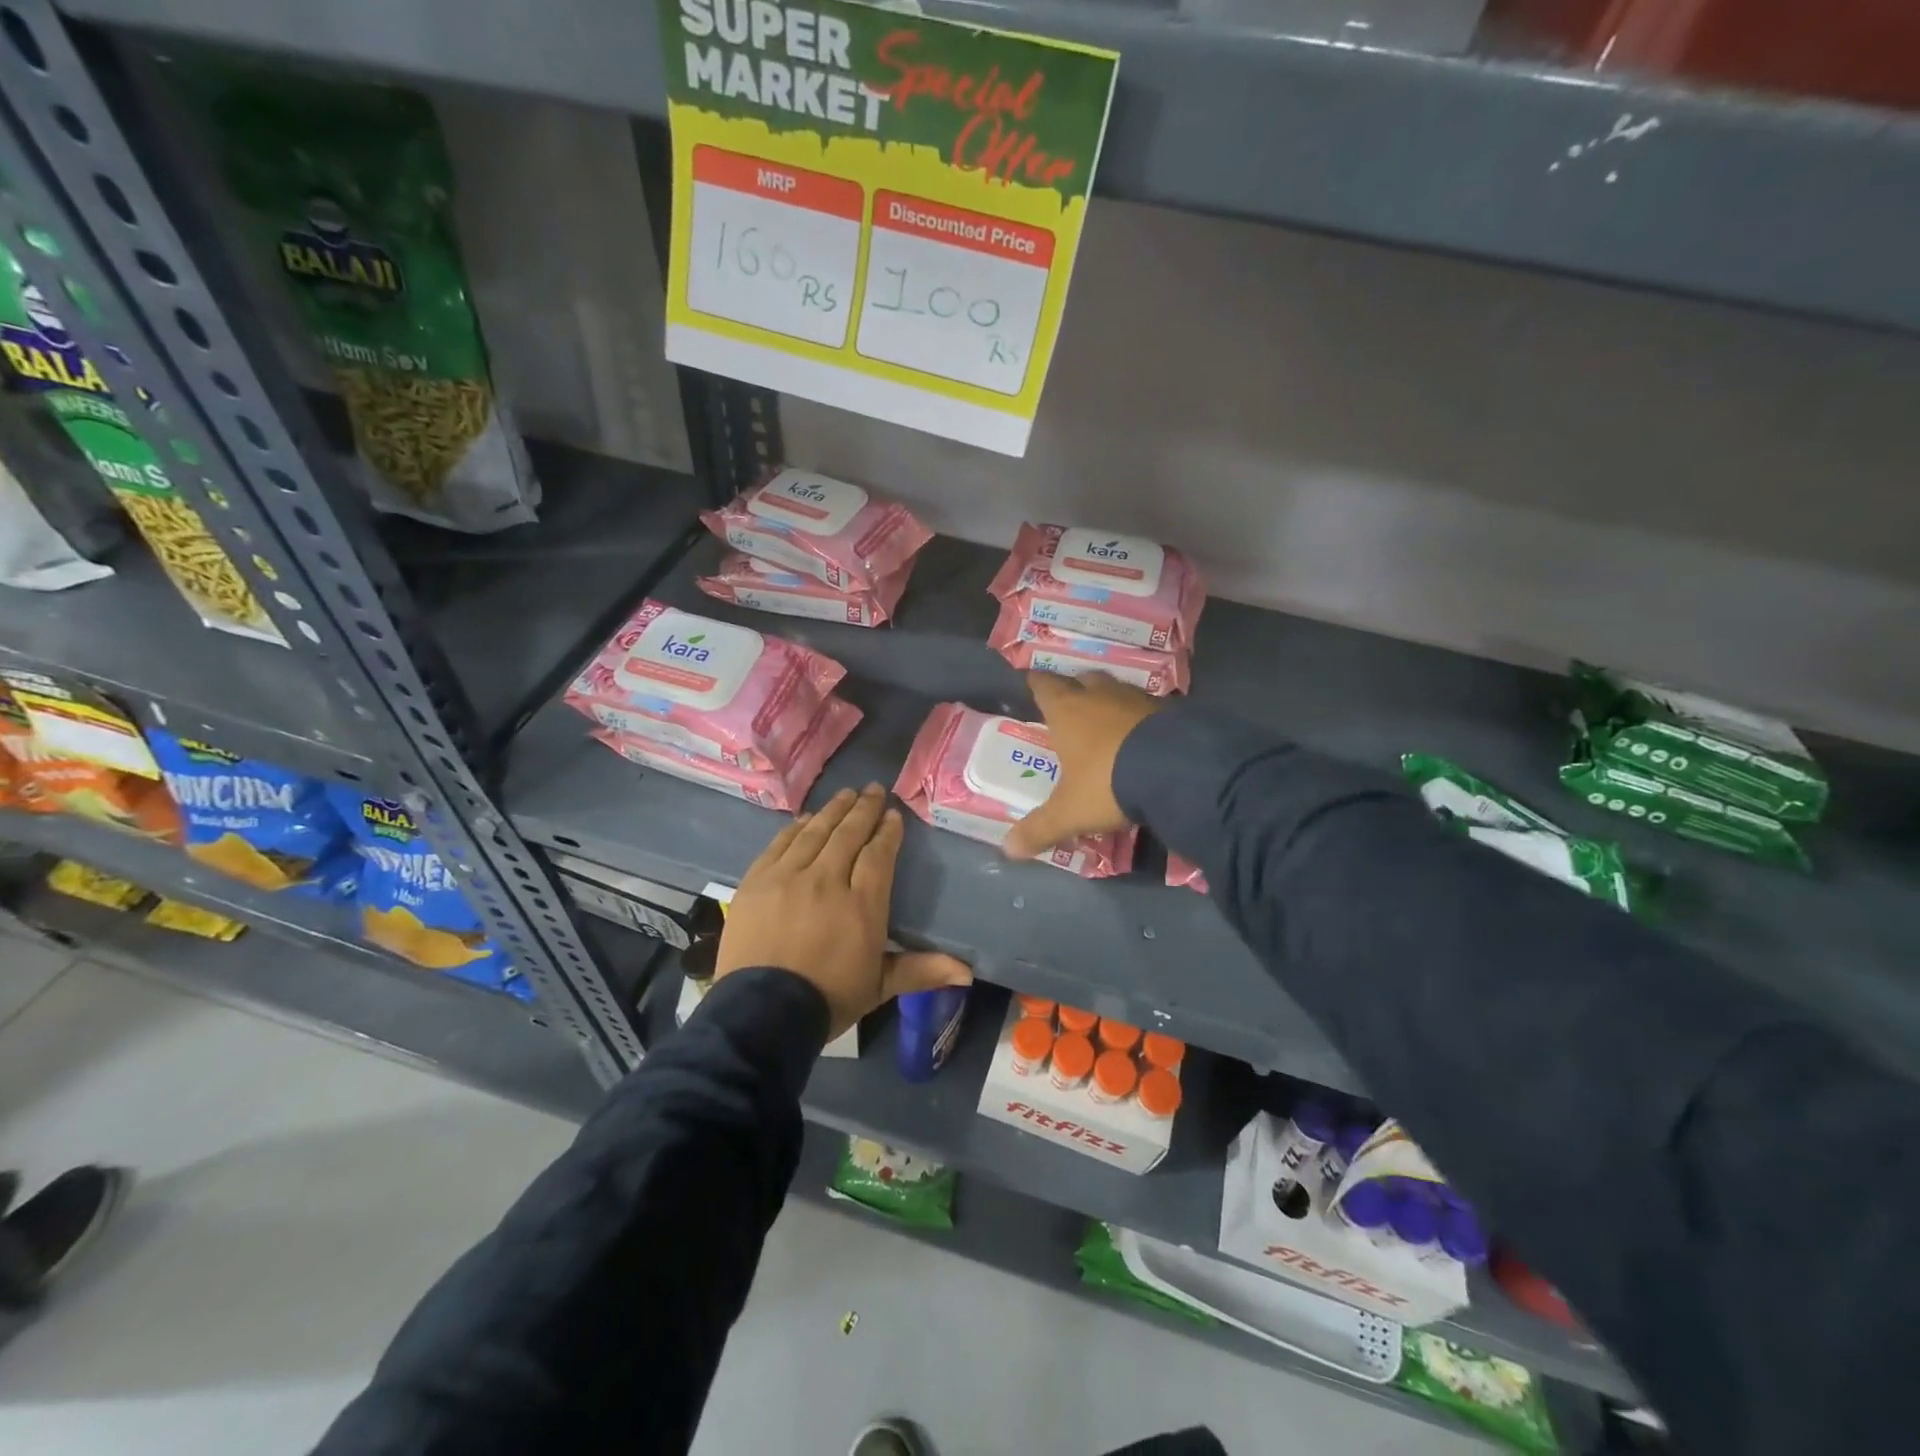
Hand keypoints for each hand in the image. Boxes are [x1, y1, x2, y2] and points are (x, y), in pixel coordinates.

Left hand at [715, 784, 971, 1039]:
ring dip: (833, 810)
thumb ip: (921, 970)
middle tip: (873, 790)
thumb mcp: (878, 987)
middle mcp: (826, 881)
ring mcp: (788, 877)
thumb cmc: (827, 1000)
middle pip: (848, 834)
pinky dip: (796, 828)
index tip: (894, 816)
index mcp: (861, 905)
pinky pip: (780, 844)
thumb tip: (968, 972)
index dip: (887, 832)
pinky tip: (806, 819)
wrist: (760, 1015)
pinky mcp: (757, 881)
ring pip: (815, 832)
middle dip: (864, 809)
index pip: (878, 855)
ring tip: (846, 794)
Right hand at [1004, 671, 1162, 859]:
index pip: (1045, 687)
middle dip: (1077, 689)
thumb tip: (1009, 850)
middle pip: (1083, 681)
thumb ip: (1040, 828)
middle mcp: (1099, 696)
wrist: (1176, 769)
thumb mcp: (1070, 812)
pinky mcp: (1170, 710)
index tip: (1033, 682)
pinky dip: (1141, 718)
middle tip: (1073, 704)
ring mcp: (1137, 699)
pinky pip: (1148, 708)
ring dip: (1110, 702)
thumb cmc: (1107, 782)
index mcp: (1067, 712)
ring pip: (1117, 691)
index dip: (1038, 684)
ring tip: (1108, 720)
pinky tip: (1143, 735)